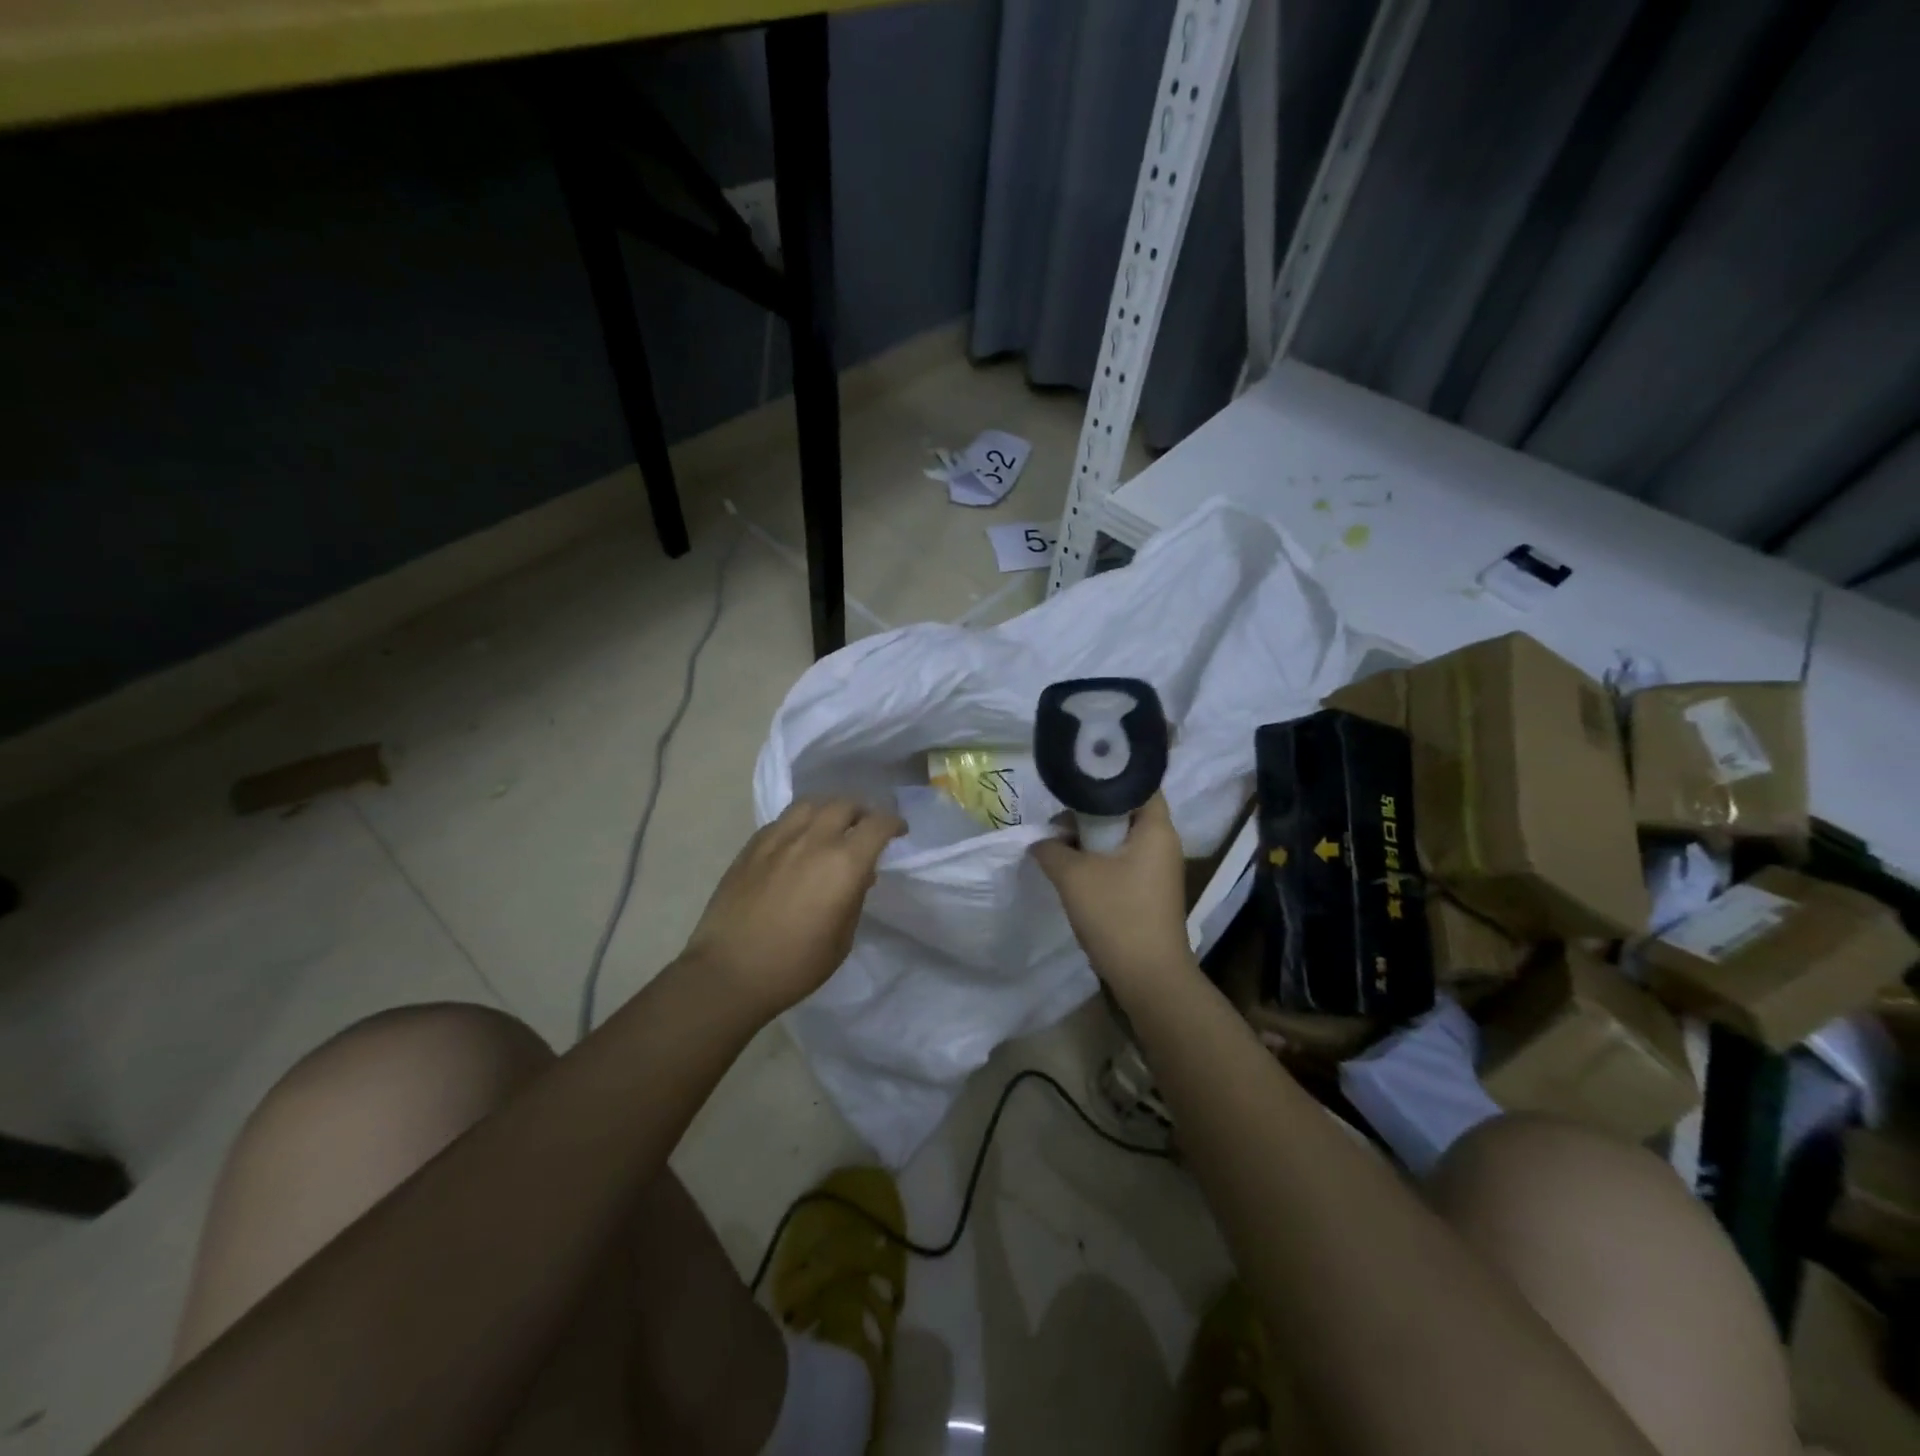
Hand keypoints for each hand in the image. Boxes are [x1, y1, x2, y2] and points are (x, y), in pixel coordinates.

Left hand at [684, 797, 903, 1018]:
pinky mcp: (752, 846)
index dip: (893, 823)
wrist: (729, 972)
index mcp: (844, 863)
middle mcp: (814, 840)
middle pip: (845, 804)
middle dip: (862, 812)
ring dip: (829, 809)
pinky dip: (800, 822)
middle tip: (865, 828)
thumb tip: (859, 875)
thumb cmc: (795, 965)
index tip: (898, 832)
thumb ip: (855, 898)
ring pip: (811, 803)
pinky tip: (798, 841)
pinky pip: (783, 820)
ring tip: (831, 825)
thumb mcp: (842, 939)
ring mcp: (778, 838)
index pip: (878, 824)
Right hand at [1031, 793, 1197, 993]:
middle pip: (1125, 810)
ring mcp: (1158, 869)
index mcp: (1156, 829)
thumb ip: (1051, 849)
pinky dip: (1098, 860)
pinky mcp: (1149, 890)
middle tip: (1058, 822)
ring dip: (1089, 840)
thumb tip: (1040, 841)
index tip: (1076, 781)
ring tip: (1059, 847)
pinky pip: (1122, 860)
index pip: (1138, 784)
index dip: (1108, 777)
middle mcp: (1163, 843)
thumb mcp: (1073, 876)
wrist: (1148, 978)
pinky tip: (1073, 872)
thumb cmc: (1116, 915)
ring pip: (1120, 838)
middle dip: (1089, 813)